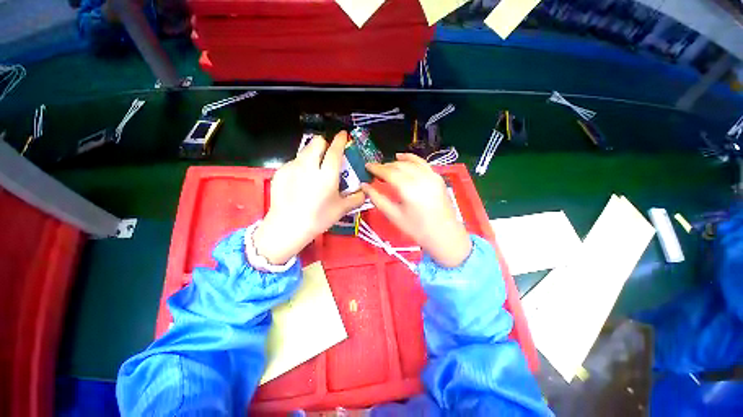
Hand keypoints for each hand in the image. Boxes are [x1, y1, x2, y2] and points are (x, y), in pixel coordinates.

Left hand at [253, 132, 364, 264]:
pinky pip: (294, 162)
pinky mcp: (280, 172)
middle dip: (324, 144)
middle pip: (316, 142)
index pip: (334, 149)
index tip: (343, 135)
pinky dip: (300, 166)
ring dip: (312, 154)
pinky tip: (300, 182)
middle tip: (328, 155)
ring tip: (314, 169)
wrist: (287, 227)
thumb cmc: (318, 218)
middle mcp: (309, 166)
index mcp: (327, 174)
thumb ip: (356, 199)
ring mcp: (292, 167)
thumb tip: (365, 192)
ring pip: (304, 151)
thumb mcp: (341, 209)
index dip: (340, 139)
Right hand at [361, 154, 471, 267]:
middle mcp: (420, 178)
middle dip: (385, 166)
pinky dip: (411, 158)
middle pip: (398, 166)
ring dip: (396, 162)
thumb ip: (377, 199)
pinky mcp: (437, 177)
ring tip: (386, 166)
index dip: (376, 168)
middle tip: (375, 170)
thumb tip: (364, 186)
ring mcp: (431, 176)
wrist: (444, 235)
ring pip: (410, 162)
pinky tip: (403, 158)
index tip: (367, 166)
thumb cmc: (417, 229)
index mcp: (408, 189)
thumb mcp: (394, 216)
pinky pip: (422, 163)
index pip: (388, 172)